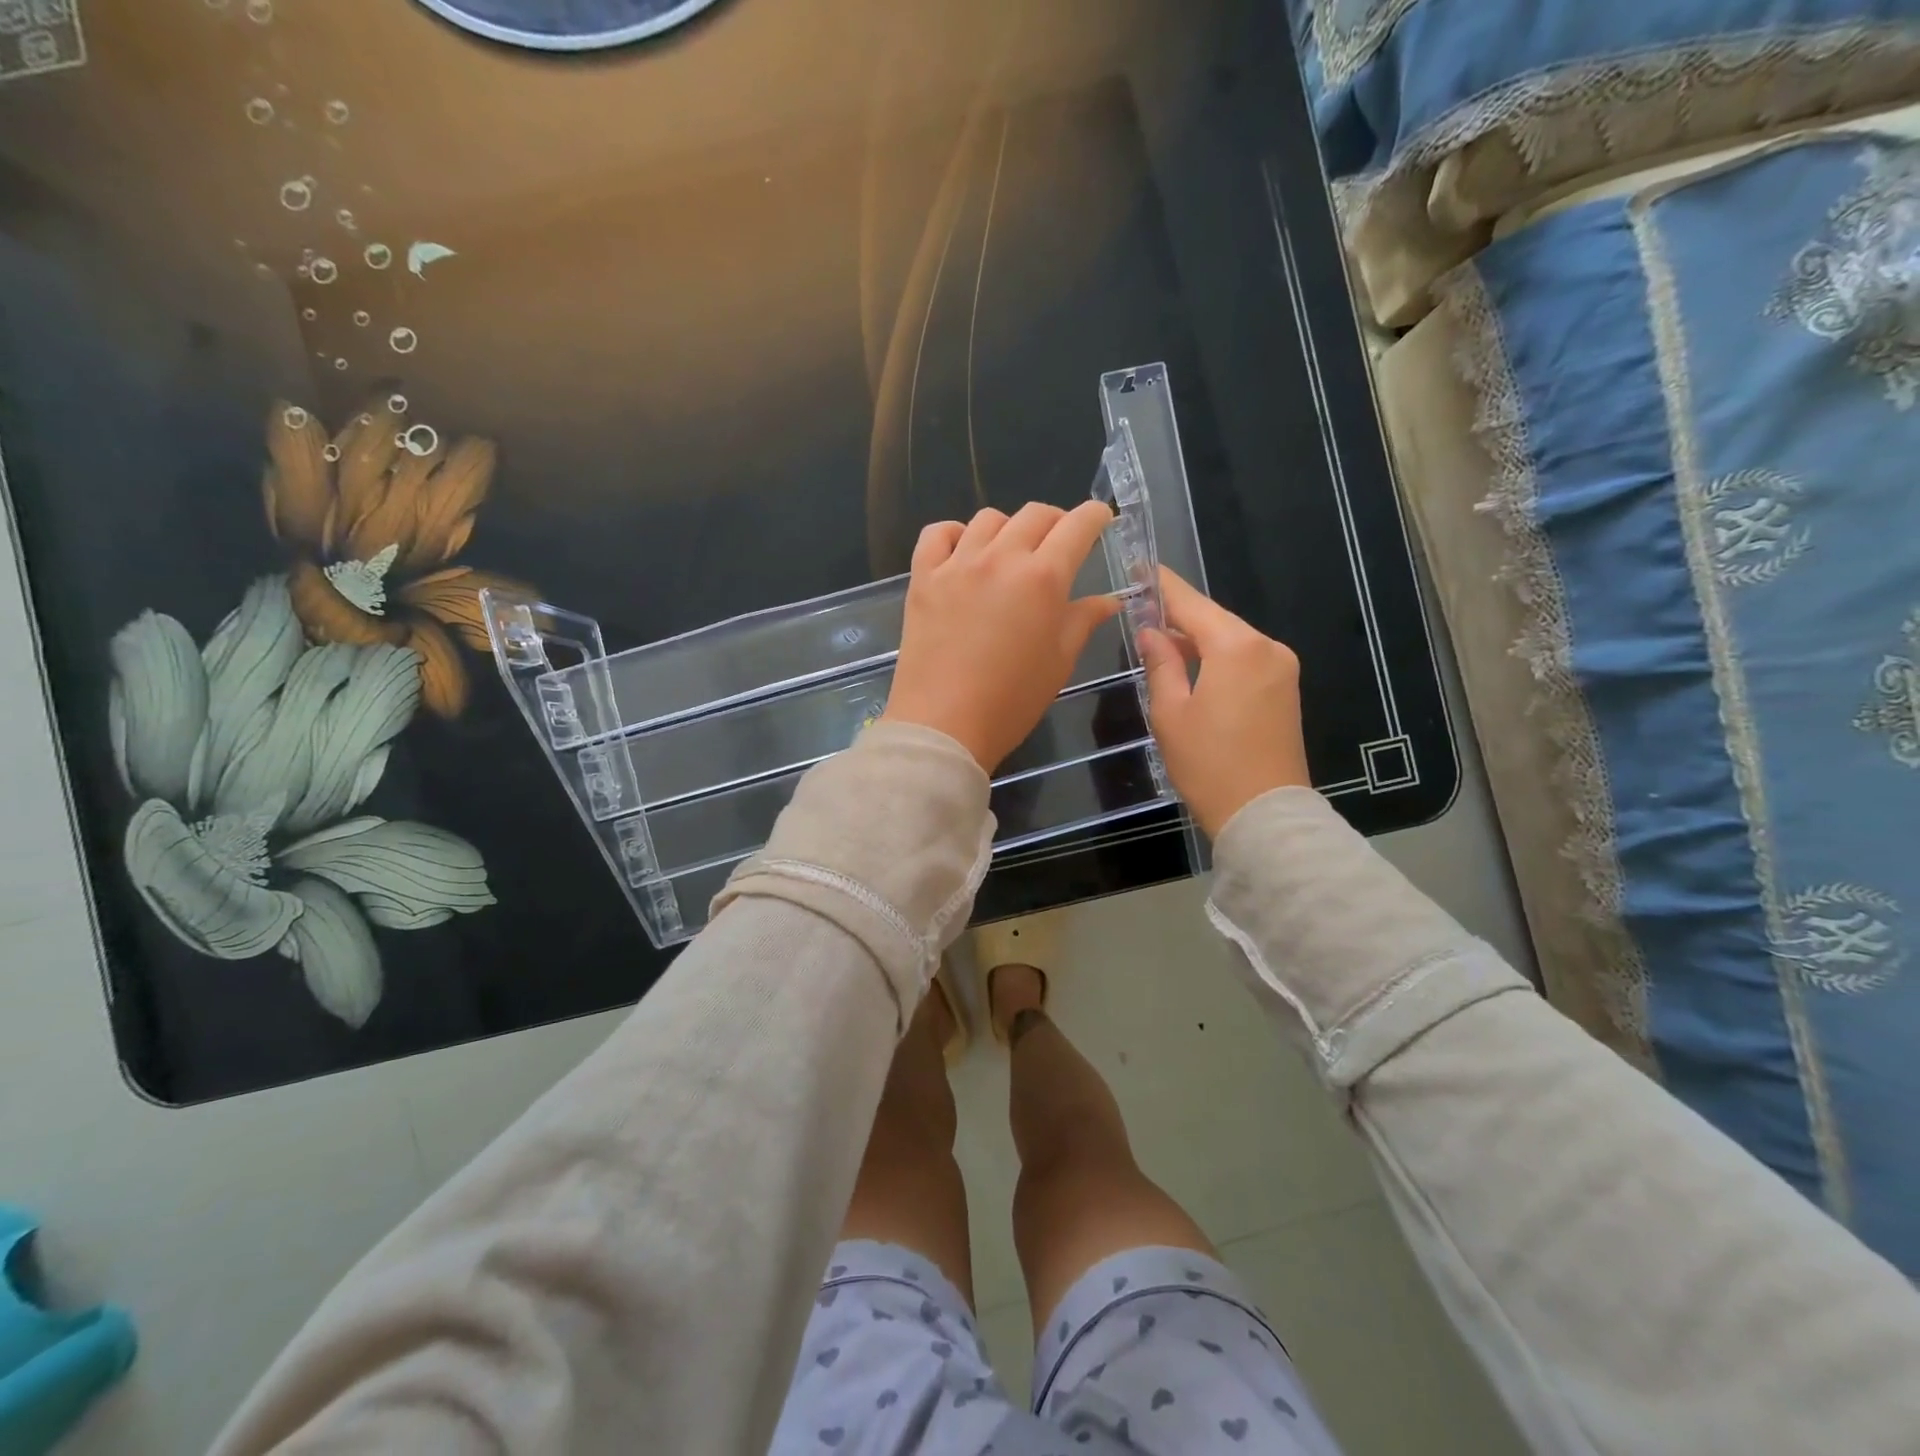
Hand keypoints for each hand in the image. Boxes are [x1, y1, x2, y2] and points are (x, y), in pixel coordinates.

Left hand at [882, 501, 1120, 770]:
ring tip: (1010, 554)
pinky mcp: (922, 578)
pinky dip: (954, 533)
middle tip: (1058, 545)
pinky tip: (962, 552)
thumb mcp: (1059, 662)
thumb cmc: (1011, 701)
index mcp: (1043, 578)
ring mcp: (956, 564)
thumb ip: (1083, 621)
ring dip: (1008, 529)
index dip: (1094, 516)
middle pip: (1034, 515)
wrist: (944, 725)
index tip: (1100, 520)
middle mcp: (1001, 558)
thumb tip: (1108, 600)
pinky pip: (937, 534)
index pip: (1077, 526)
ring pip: (988, 519)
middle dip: (1056, 522)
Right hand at [1138, 568, 1309, 836]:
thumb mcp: (1170, 713)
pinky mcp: (1287, 689)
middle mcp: (1267, 647)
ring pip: (1231, 641)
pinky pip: (1246, 661)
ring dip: (1197, 641)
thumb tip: (1150, 631)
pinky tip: (1194, 670)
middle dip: (1179, 617)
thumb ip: (1160, 664)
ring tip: (1161, 647)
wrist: (1265, 814)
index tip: (1140, 568)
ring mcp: (1282, 668)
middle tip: (1143, 615)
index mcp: (1236, 647)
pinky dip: (1218, 659)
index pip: (1192, 604)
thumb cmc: (1209, 764)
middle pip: (1214, 620)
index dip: (1163, 586)